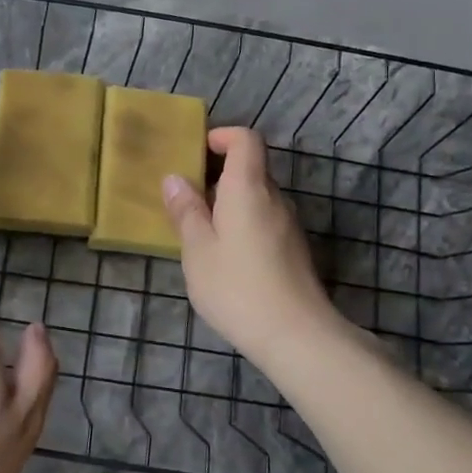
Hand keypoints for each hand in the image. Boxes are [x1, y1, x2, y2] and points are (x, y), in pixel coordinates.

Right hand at [162, 127, 342, 359]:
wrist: (297, 336)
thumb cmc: (237, 286)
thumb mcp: (198, 249)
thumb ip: (186, 211)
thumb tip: (175, 178)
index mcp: (248, 188)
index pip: (246, 139)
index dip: (222, 136)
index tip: (196, 151)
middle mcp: (274, 198)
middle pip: (250, 168)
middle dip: (218, 173)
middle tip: (186, 195)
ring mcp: (289, 225)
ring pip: (257, 197)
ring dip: (229, 201)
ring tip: (199, 228)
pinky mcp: (294, 250)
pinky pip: (264, 220)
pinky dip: (242, 222)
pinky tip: (224, 255)